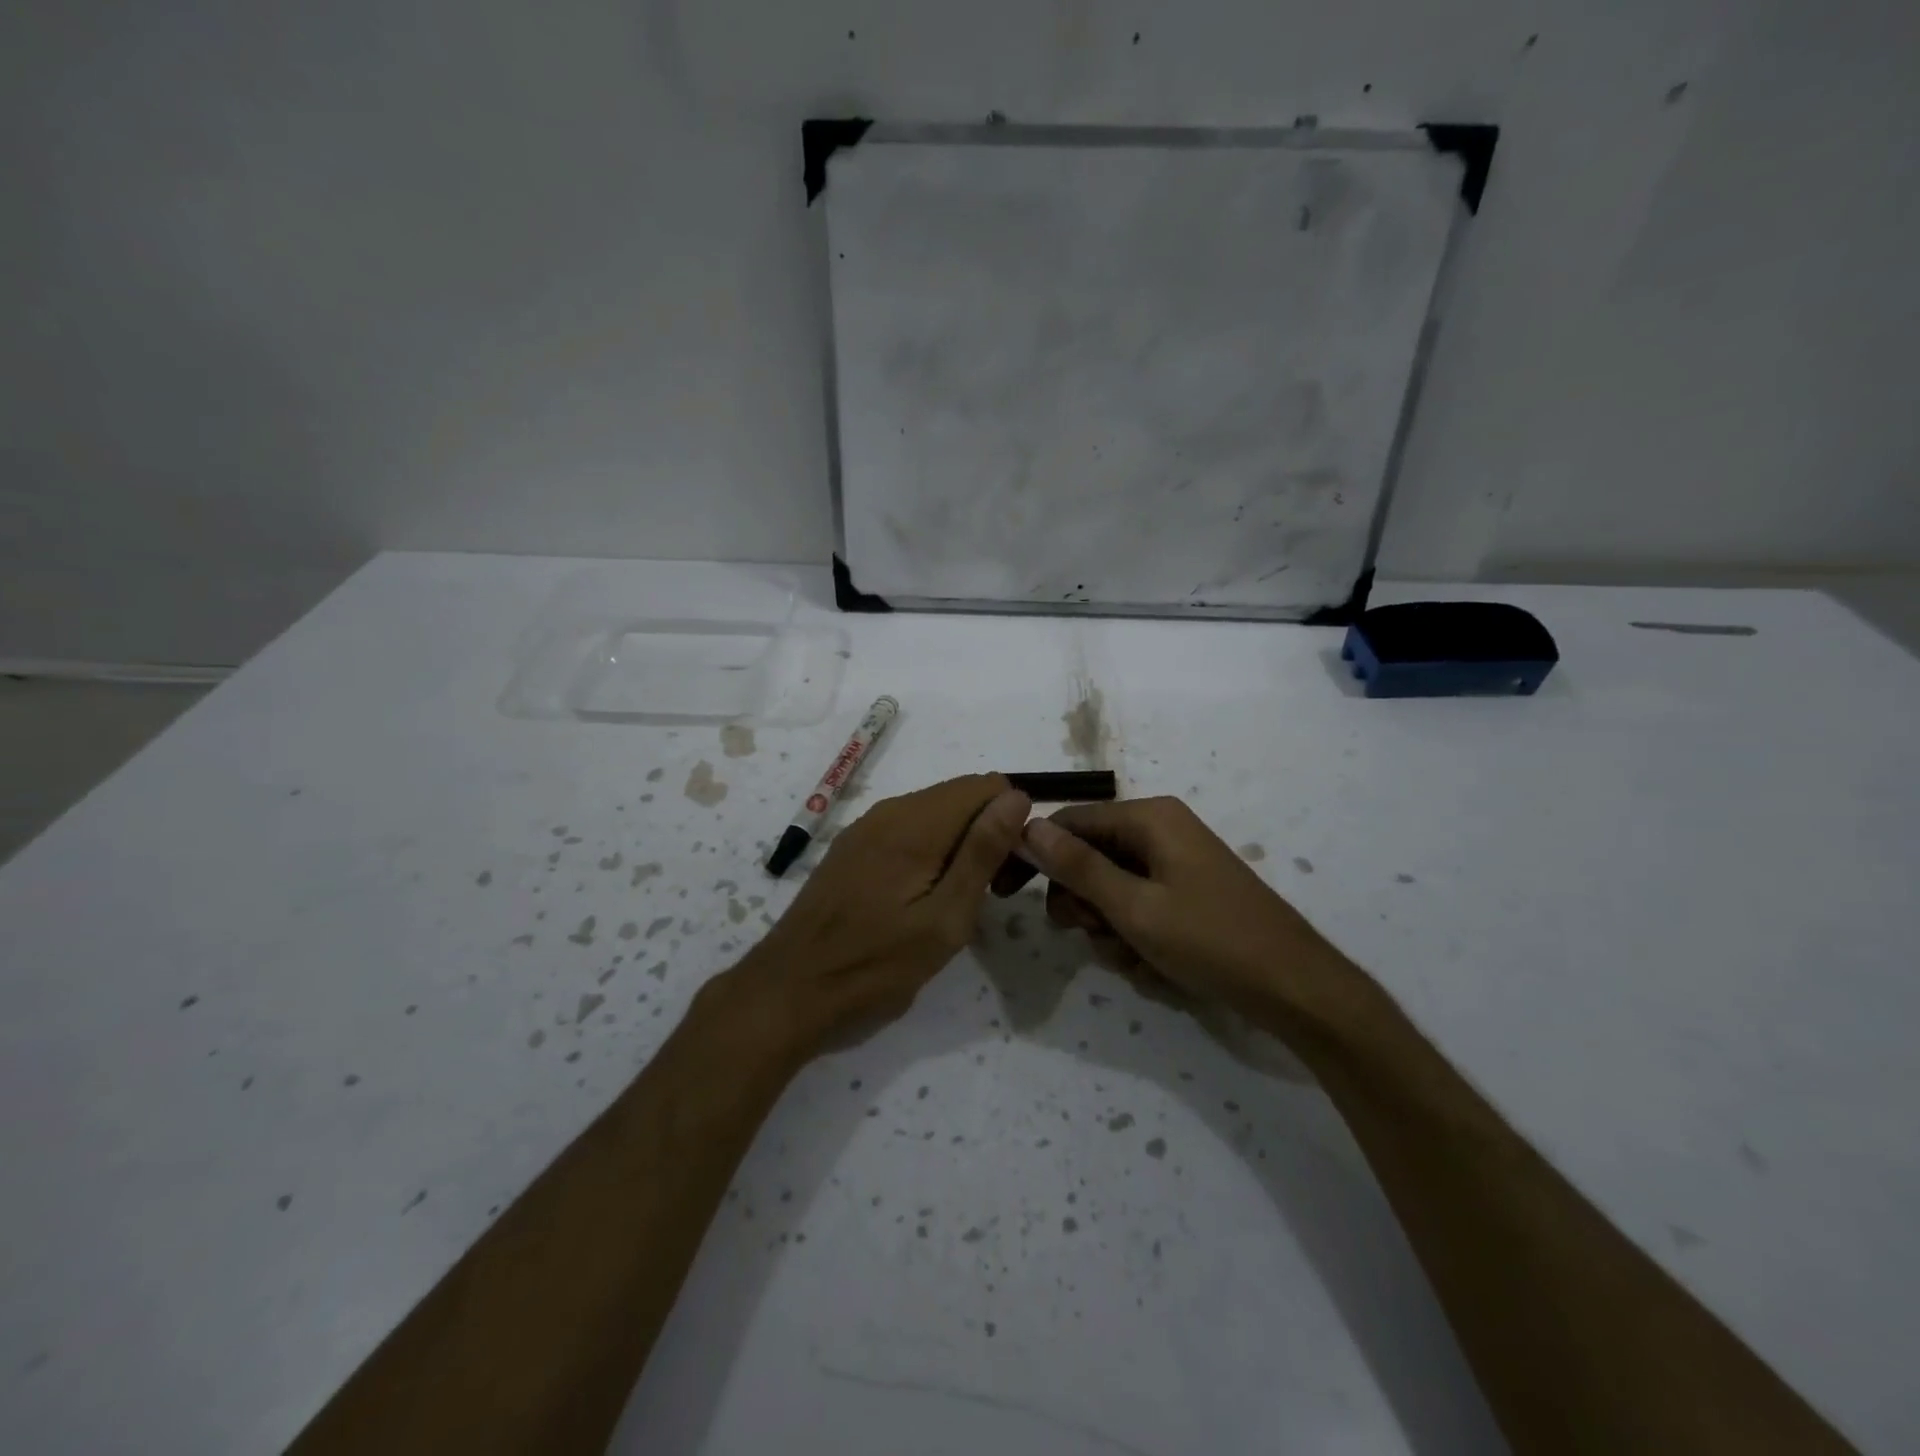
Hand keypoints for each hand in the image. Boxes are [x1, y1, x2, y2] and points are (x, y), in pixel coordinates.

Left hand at [713, 775, 1030, 1065]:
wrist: (790, 990)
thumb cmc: (875, 964)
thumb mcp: (944, 919)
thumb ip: (982, 853)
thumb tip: (1016, 796)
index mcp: (915, 824)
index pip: (986, 786)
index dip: (1009, 821)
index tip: (1006, 872)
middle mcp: (890, 811)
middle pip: (961, 796)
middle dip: (987, 832)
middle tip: (986, 895)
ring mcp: (866, 827)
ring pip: (935, 813)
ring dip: (959, 844)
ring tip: (954, 903)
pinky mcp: (852, 846)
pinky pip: (907, 829)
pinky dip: (929, 850)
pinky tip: (920, 898)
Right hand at [1016, 797, 1356, 1028]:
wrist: (1295, 989)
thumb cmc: (1211, 940)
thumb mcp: (1134, 907)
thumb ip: (1078, 866)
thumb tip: (1027, 826)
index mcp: (1150, 818)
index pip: (1070, 822)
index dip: (1036, 854)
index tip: (1007, 892)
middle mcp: (1160, 831)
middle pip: (1089, 856)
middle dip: (1082, 900)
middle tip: (1090, 931)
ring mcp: (1175, 864)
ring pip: (1110, 889)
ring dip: (1108, 926)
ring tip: (1133, 956)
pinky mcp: (1185, 894)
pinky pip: (1137, 906)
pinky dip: (1134, 935)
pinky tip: (1154, 964)